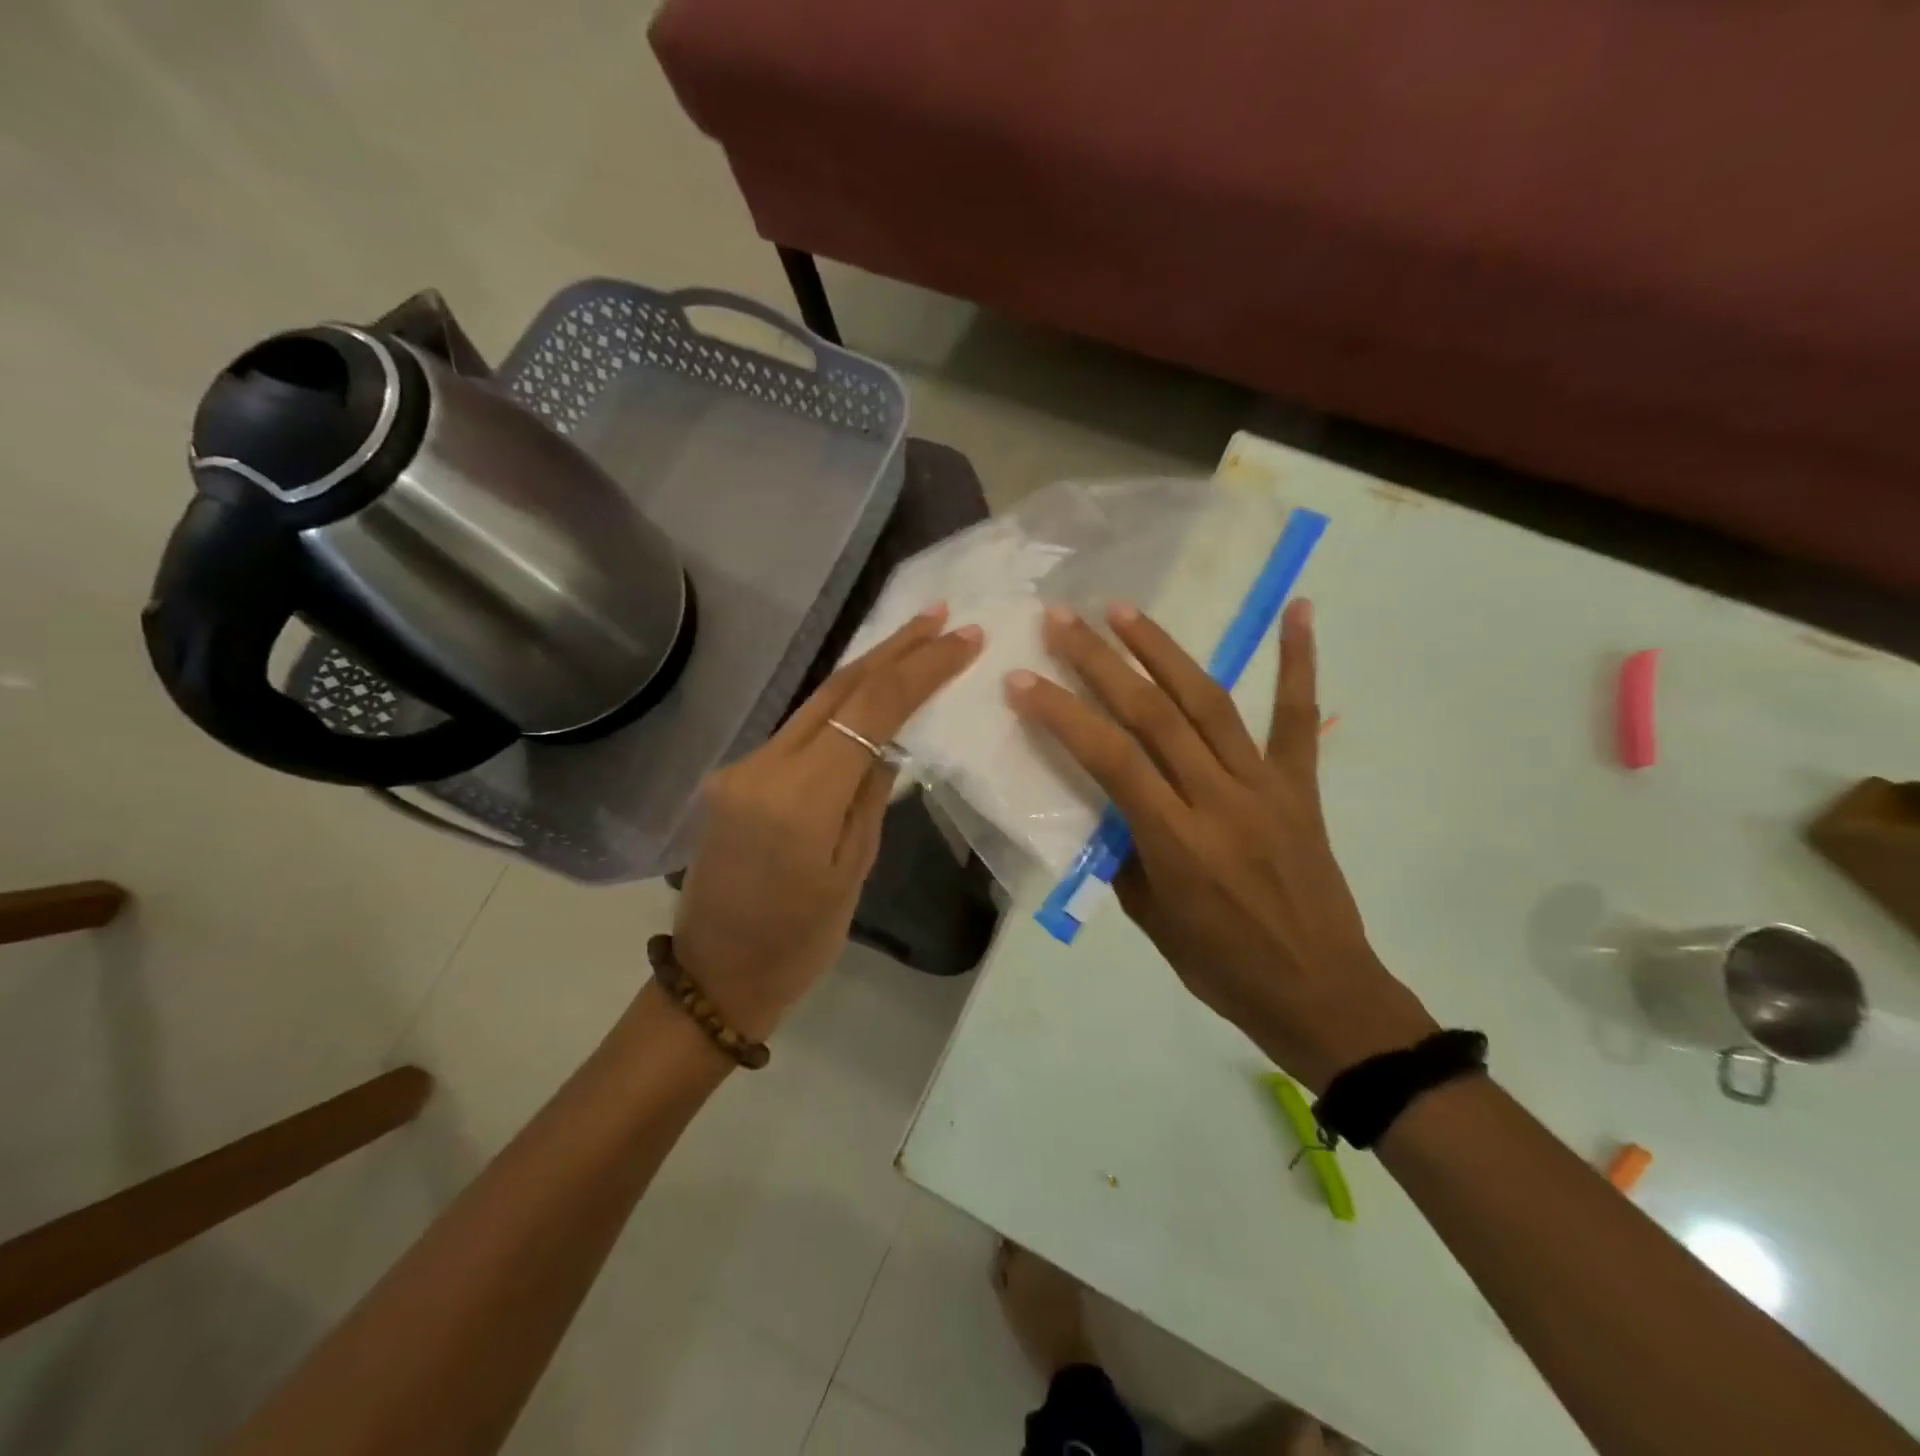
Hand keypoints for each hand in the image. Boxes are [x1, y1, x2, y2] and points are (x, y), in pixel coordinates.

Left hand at [673, 605, 982, 1040]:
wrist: (716, 976)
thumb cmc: (800, 941)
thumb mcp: (854, 869)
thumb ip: (871, 793)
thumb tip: (891, 739)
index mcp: (800, 797)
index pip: (871, 709)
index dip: (921, 668)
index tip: (963, 639)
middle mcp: (763, 766)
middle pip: (837, 689)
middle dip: (893, 648)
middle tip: (939, 616)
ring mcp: (742, 767)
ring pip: (815, 704)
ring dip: (867, 670)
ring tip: (913, 641)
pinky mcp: (735, 775)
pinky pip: (798, 730)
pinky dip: (839, 706)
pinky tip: (868, 693)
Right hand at [1006, 599, 1433, 1091]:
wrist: (1319, 993)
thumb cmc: (1221, 967)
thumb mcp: (1150, 919)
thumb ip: (1122, 852)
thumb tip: (1100, 800)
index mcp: (1176, 841)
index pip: (1110, 759)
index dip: (1062, 714)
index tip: (1023, 679)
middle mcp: (1218, 800)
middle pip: (1153, 715)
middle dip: (1101, 662)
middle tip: (1063, 620)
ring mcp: (1264, 786)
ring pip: (1208, 702)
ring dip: (1163, 650)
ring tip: (1124, 610)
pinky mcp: (1300, 786)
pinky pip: (1296, 718)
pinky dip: (1298, 662)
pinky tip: (1298, 610)